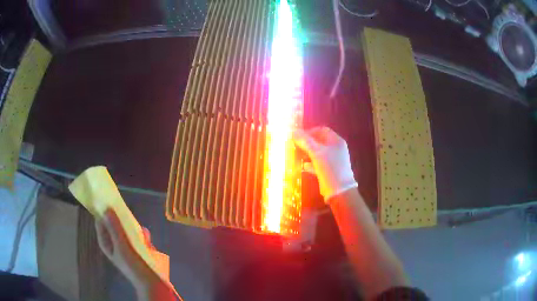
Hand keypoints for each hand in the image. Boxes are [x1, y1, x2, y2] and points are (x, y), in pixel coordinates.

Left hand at [95, 209, 158, 289]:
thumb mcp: (122, 246)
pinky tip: (147, 236)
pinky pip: (137, 236)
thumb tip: (107, 208)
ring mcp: (125, 245)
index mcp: (105, 242)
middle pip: (113, 223)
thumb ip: (115, 228)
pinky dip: (141, 235)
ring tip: (138, 227)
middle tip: (125, 210)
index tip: (108, 198)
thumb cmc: (133, 266)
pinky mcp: (136, 248)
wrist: (151, 282)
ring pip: (125, 229)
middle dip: (119, 217)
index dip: (102, 210)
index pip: (100, 221)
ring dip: (132, 227)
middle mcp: (113, 242)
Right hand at [293, 126, 357, 201]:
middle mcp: (336, 149)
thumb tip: (294, 131)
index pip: (322, 130)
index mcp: (336, 141)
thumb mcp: (316, 153)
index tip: (298, 137)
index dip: (309, 132)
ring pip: (318, 153)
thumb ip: (305, 141)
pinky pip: (318, 164)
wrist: (339, 192)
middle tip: (295, 146)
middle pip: (319, 142)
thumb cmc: (330, 168)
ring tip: (296, 155)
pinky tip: (302, 166)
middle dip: (307, 143)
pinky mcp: (329, 171)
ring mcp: (333, 160)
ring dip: (307, 153)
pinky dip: (310, 164)